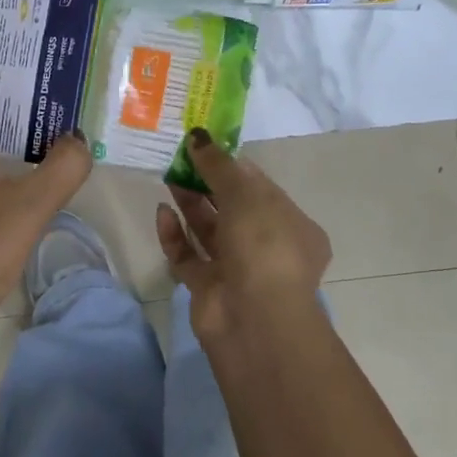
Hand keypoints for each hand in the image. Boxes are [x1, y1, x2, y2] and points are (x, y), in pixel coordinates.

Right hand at [156, 130, 331, 342]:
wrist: (254, 319)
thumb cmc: (263, 246)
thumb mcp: (246, 195)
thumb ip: (219, 165)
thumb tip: (198, 137)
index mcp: (293, 226)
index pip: (261, 189)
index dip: (233, 166)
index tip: (205, 147)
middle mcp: (268, 248)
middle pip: (233, 209)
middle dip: (207, 184)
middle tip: (181, 159)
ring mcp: (238, 270)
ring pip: (209, 231)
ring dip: (190, 205)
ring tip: (168, 178)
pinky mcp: (209, 288)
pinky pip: (189, 256)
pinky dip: (175, 235)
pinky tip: (163, 214)